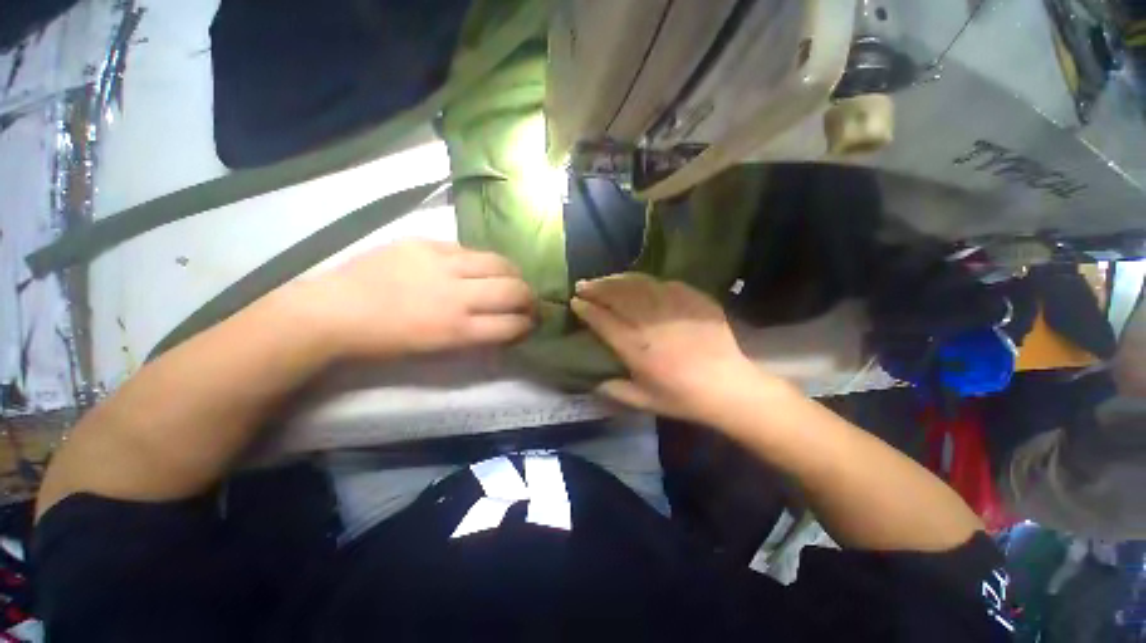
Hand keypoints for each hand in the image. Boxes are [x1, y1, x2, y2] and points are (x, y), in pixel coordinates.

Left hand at [296, 240, 535, 358]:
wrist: (336, 311)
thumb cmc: (386, 341)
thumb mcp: (437, 349)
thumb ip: (475, 336)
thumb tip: (501, 325)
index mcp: (457, 329)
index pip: (511, 324)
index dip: (527, 324)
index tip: (530, 323)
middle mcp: (457, 295)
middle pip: (513, 290)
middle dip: (530, 298)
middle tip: (528, 301)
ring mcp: (442, 264)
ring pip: (499, 262)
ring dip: (514, 273)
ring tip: (512, 278)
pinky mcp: (426, 244)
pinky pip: (469, 249)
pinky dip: (482, 260)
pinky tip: (478, 266)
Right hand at [571, 273, 775, 423]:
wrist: (728, 387)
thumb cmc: (683, 397)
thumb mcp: (643, 401)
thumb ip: (614, 391)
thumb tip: (594, 382)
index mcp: (635, 347)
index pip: (602, 320)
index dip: (586, 309)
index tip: (575, 303)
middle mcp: (650, 322)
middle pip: (617, 296)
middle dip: (595, 288)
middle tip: (582, 285)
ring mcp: (673, 307)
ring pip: (638, 285)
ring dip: (616, 280)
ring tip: (604, 279)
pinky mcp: (692, 299)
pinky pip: (664, 283)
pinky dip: (646, 281)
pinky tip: (638, 283)